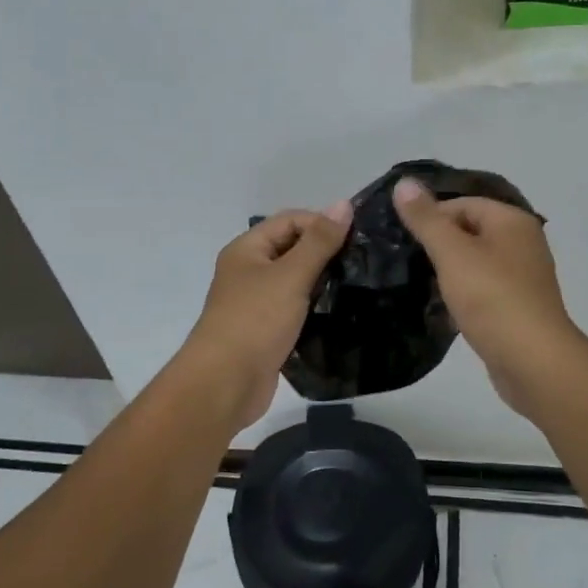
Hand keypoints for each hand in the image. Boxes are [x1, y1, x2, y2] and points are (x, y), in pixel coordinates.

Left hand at [179, 203, 352, 427]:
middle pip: (292, 248)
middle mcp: (249, 270)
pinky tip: (340, 310)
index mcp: (247, 249)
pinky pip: (295, 308)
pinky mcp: (267, 330)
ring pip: (296, 280)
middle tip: (362, 261)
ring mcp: (256, 302)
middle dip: (324, 252)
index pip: (290, 220)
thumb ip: (319, 241)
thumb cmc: (255, 321)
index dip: (321, 223)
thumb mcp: (291, 276)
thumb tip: (344, 204)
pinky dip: (315, 306)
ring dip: (322, 280)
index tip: (356, 239)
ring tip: (357, 284)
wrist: (225, 384)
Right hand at [392, 178, 582, 413]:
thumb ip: (426, 219)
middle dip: (438, 245)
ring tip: (420, 285)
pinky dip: (464, 296)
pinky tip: (444, 310)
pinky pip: (484, 291)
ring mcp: (523, 277)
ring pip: (475, 263)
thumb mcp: (452, 253)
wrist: (533, 361)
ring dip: (449, 272)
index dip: (431, 217)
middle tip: (407, 262)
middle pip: (470, 231)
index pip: (463, 204)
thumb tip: (404, 181)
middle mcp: (523, 243)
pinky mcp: (518, 308)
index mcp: (512, 221)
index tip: (404, 240)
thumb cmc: (492, 298)